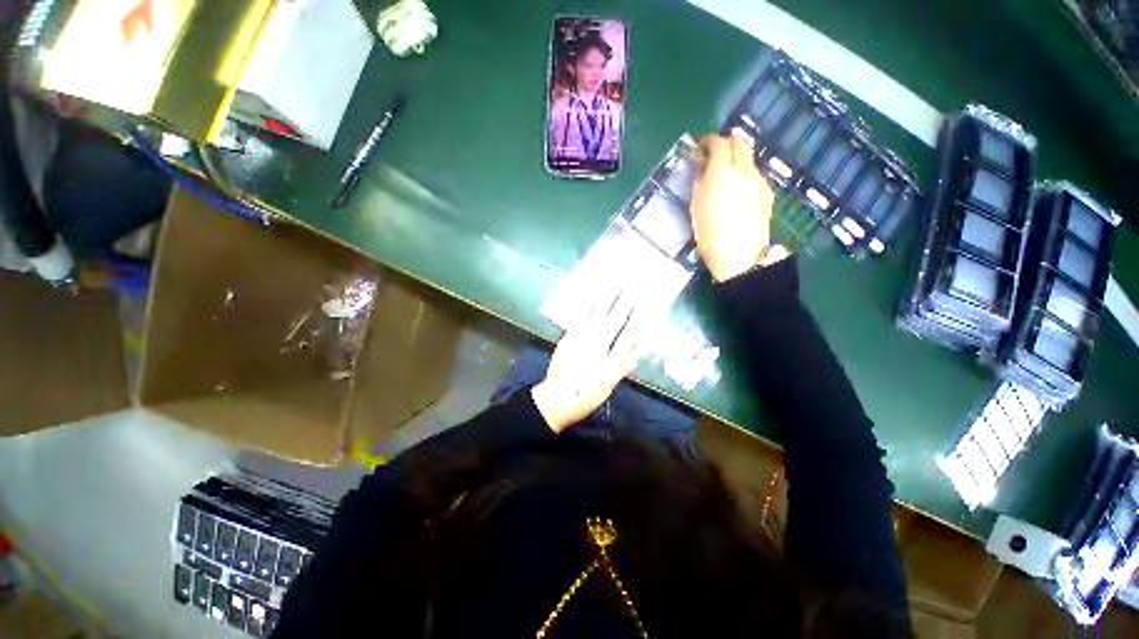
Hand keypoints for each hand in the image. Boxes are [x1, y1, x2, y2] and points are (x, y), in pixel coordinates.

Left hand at [531, 292, 645, 432]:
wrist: (557, 398)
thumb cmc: (588, 393)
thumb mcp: (611, 382)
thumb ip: (626, 363)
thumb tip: (639, 343)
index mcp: (609, 355)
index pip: (626, 331)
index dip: (636, 314)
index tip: (644, 300)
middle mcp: (595, 342)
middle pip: (612, 317)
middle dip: (622, 299)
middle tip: (630, 283)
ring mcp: (580, 337)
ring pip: (595, 313)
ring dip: (606, 297)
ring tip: (613, 282)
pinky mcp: (569, 337)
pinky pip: (580, 317)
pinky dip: (588, 305)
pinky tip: (593, 296)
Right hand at [691, 131, 780, 281]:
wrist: (738, 256)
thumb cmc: (709, 233)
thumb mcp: (696, 207)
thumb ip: (700, 184)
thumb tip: (703, 172)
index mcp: (722, 172)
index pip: (719, 143)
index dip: (709, 141)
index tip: (700, 148)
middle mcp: (744, 170)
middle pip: (740, 143)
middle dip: (726, 144)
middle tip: (714, 155)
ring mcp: (759, 181)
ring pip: (749, 160)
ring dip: (737, 160)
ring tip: (725, 176)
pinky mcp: (767, 193)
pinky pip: (755, 176)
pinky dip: (745, 176)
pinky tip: (738, 192)